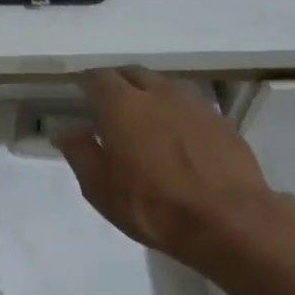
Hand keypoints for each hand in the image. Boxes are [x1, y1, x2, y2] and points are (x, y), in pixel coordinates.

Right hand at [54, 67, 294, 275]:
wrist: (229, 220)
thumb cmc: (154, 207)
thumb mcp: (101, 189)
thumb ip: (80, 153)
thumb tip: (65, 129)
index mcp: (123, 104)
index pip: (98, 79)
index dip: (87, 83)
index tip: (80, 91)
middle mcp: (158, 93)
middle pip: (133, 74)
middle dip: (118, 82)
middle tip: (109, 103)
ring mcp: (193, 103)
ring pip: (163, 85)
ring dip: (149, 93)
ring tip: (144, 117)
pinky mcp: (220, 120)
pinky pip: (189, 104)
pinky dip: (175, 111)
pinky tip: (177, 134)